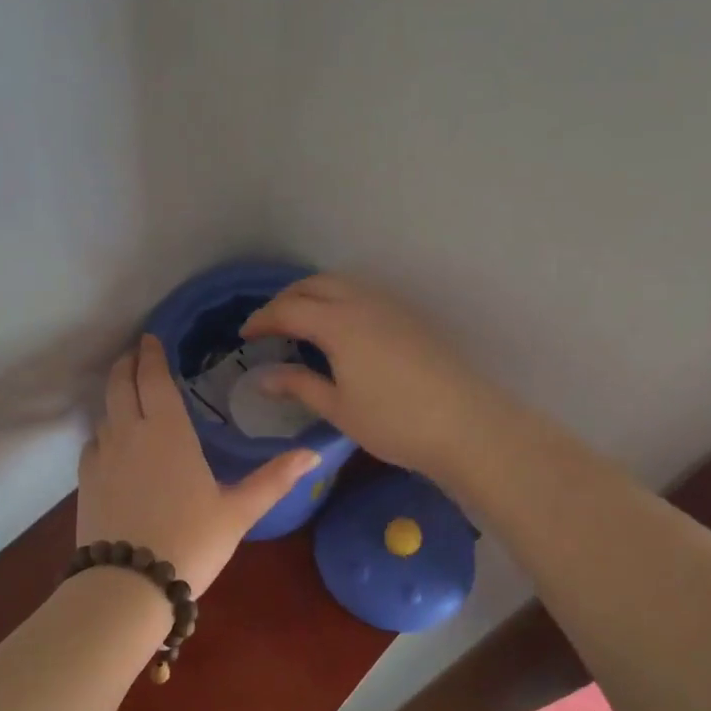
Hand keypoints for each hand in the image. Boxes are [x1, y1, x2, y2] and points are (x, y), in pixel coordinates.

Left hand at [76, 334, 321, 596]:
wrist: (128, 586)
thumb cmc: (191, 542)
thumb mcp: (238, 512)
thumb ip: (274, 479)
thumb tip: (314, 454)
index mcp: (167, 431)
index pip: (153, 377)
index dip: (151, 354)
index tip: (151, 337)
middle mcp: (129, 433)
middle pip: (120, 384)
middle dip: (128, 363)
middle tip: (137, 353)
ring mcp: (102, 457)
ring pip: (105, 411)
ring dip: (115, 394)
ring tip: (128, 392)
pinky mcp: (85, 481)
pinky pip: (93, 442)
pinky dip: (104, 430)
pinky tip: (113, 442)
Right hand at [240, 274, 498, 482]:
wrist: (466, 425)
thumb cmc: (394, 422)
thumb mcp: (339, 408)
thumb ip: (299, 385)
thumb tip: (262, 376)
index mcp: (339, 323)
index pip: (288, 310)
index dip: (262, 319)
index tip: (244, 334)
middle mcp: (363, 303)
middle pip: (315, 284)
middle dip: (286, 299)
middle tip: (270, 324)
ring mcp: (391, 307)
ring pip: (342, 284)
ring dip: (315, 295)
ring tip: (301, 323)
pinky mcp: (410, 318)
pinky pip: (364, 295)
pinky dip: (340, 301)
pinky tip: (340, 330)